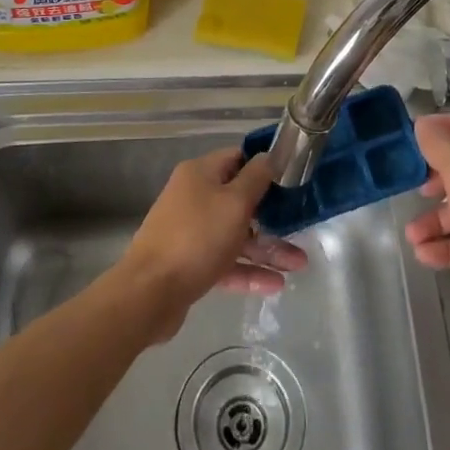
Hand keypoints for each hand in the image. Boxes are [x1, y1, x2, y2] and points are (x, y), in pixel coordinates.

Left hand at [119, 149, 306, 339]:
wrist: (149, 293)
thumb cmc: (197, 238)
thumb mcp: (235, 203)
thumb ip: (256, 178)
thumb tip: (269, 156)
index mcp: (200, 174)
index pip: (237, 158)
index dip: (264, 167)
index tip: (291, 179)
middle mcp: (193, 197)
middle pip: (238, 200)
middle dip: (271, 216)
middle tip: (300, 227)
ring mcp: (190, 232)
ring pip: (235, 234)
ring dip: (266, 248)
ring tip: (299, 265)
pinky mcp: (189, 264)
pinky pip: (225, 262)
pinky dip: (248, 271)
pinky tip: (275, 285)